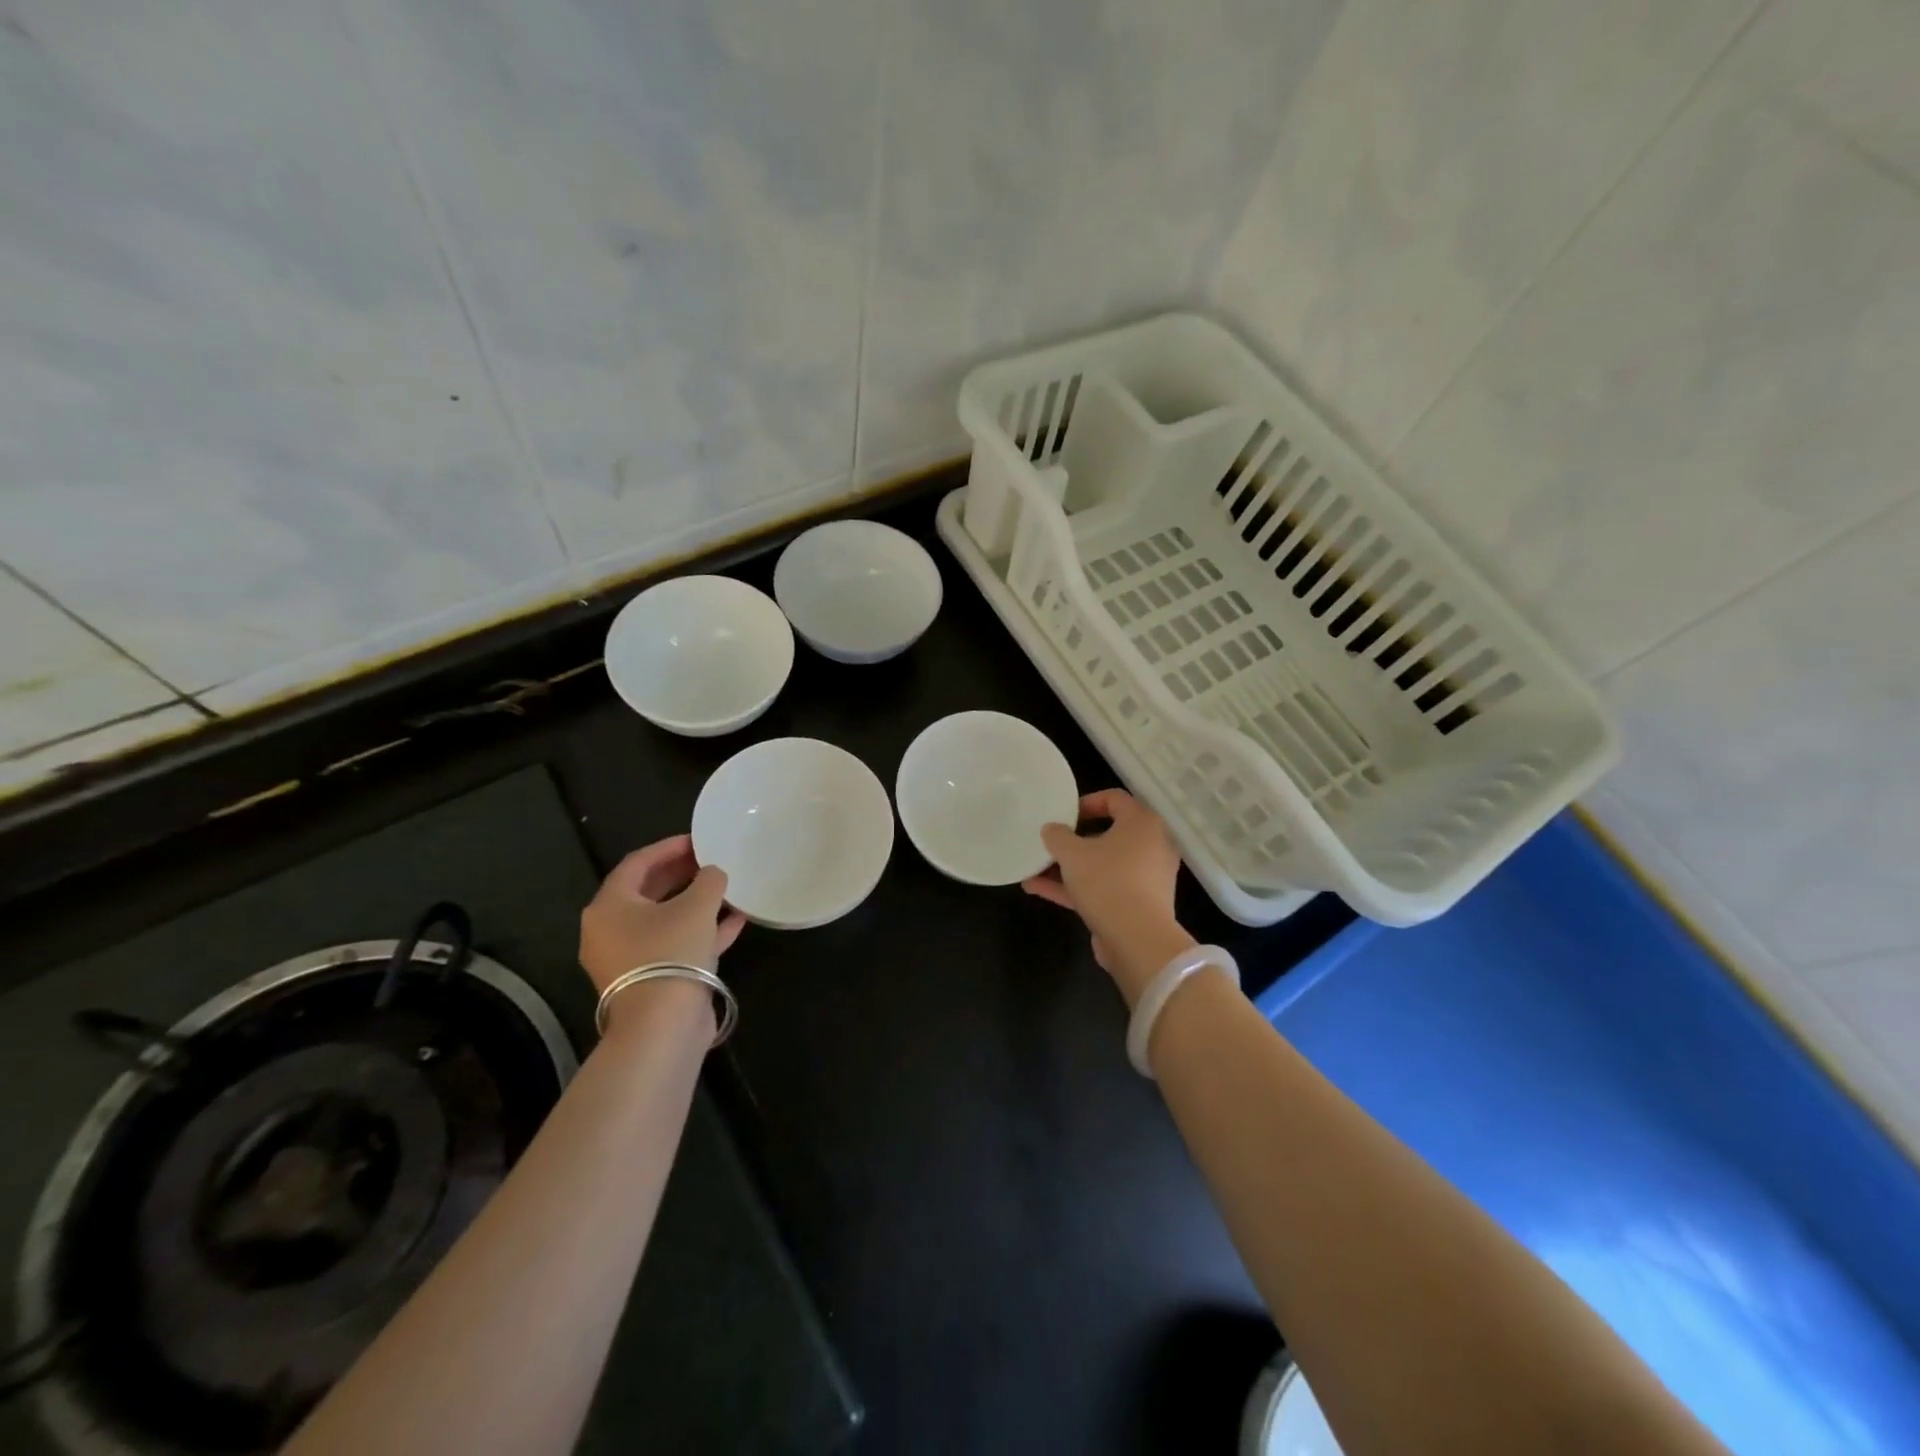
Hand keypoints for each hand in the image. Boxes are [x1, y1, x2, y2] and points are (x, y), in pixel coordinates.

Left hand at [579, 836, 745, 1028]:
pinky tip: (735, 921)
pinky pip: (675, 946)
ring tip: (725, 887)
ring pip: (664, 920)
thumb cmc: (671, 952)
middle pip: (648, 891)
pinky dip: (701, 931)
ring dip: (694, 903)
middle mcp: (611, 931)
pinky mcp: (651, 980)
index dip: (668, 847)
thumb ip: (708, 881)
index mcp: (610, 906)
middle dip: (681, 874)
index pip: (637, 863)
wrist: (663, 1026)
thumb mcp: (696, 906)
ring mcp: (629, 959)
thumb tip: (713, 873)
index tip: (698, 839)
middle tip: (710, 860)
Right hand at [1022, 789, 1195, 1006]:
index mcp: (1142, 823)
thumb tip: (1052, 829)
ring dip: (1069, 867)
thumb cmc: (1107, 881)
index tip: (1062, 815)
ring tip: (1033, 869)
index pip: (1115, 799)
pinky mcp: (1137, 905)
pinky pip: (1104, 887)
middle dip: (1072, 840)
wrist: (1137, 940)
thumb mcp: (1072, 853)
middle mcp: (1151, 846)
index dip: (1085, 802)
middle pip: (1108, 834)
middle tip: (1050, 843)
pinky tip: (1039, 889)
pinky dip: (1076, 887)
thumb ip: (1057, 836)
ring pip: (1102, 864)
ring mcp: (1146, 878)